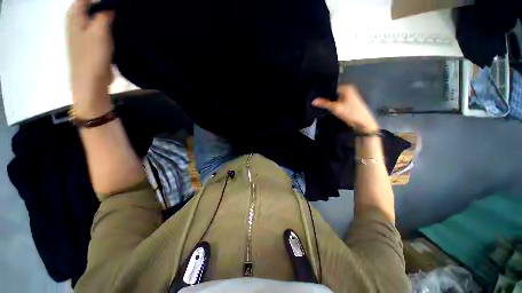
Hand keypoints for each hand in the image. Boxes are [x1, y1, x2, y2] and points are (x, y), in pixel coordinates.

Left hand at [67, 0, 113, 116]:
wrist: (91, 81)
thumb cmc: (93, 55)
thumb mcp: (100, 31)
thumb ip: (105, 14)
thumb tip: (111, 5)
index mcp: (74, 15)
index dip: (101, 1)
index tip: (116, 6)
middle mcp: (76, 22)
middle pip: (91, 7)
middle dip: (105, 8)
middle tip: (120, 13)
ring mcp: (82, 34)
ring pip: (96, 18)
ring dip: (108, 19)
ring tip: (121, 22)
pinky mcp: (91, 44)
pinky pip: (100, 30)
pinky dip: (108, 29)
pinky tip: (117, 33)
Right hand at [312, 85, 378, 133]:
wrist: (363, 122)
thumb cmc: (351, 113)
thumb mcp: (335, 108)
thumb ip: (324, 103)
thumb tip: (313, 101)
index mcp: (346, 87)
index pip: (331, 87)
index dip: (323, 92)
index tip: (315, 96)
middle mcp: (348, 89)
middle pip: (333, 92)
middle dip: (326, 97)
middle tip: (317, 100)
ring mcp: (349, 96)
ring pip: (335, 97)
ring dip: (329, 101)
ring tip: (321, 103)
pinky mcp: (348, 102)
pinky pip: (338, 100)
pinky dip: (333, 103)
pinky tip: (329, 107)